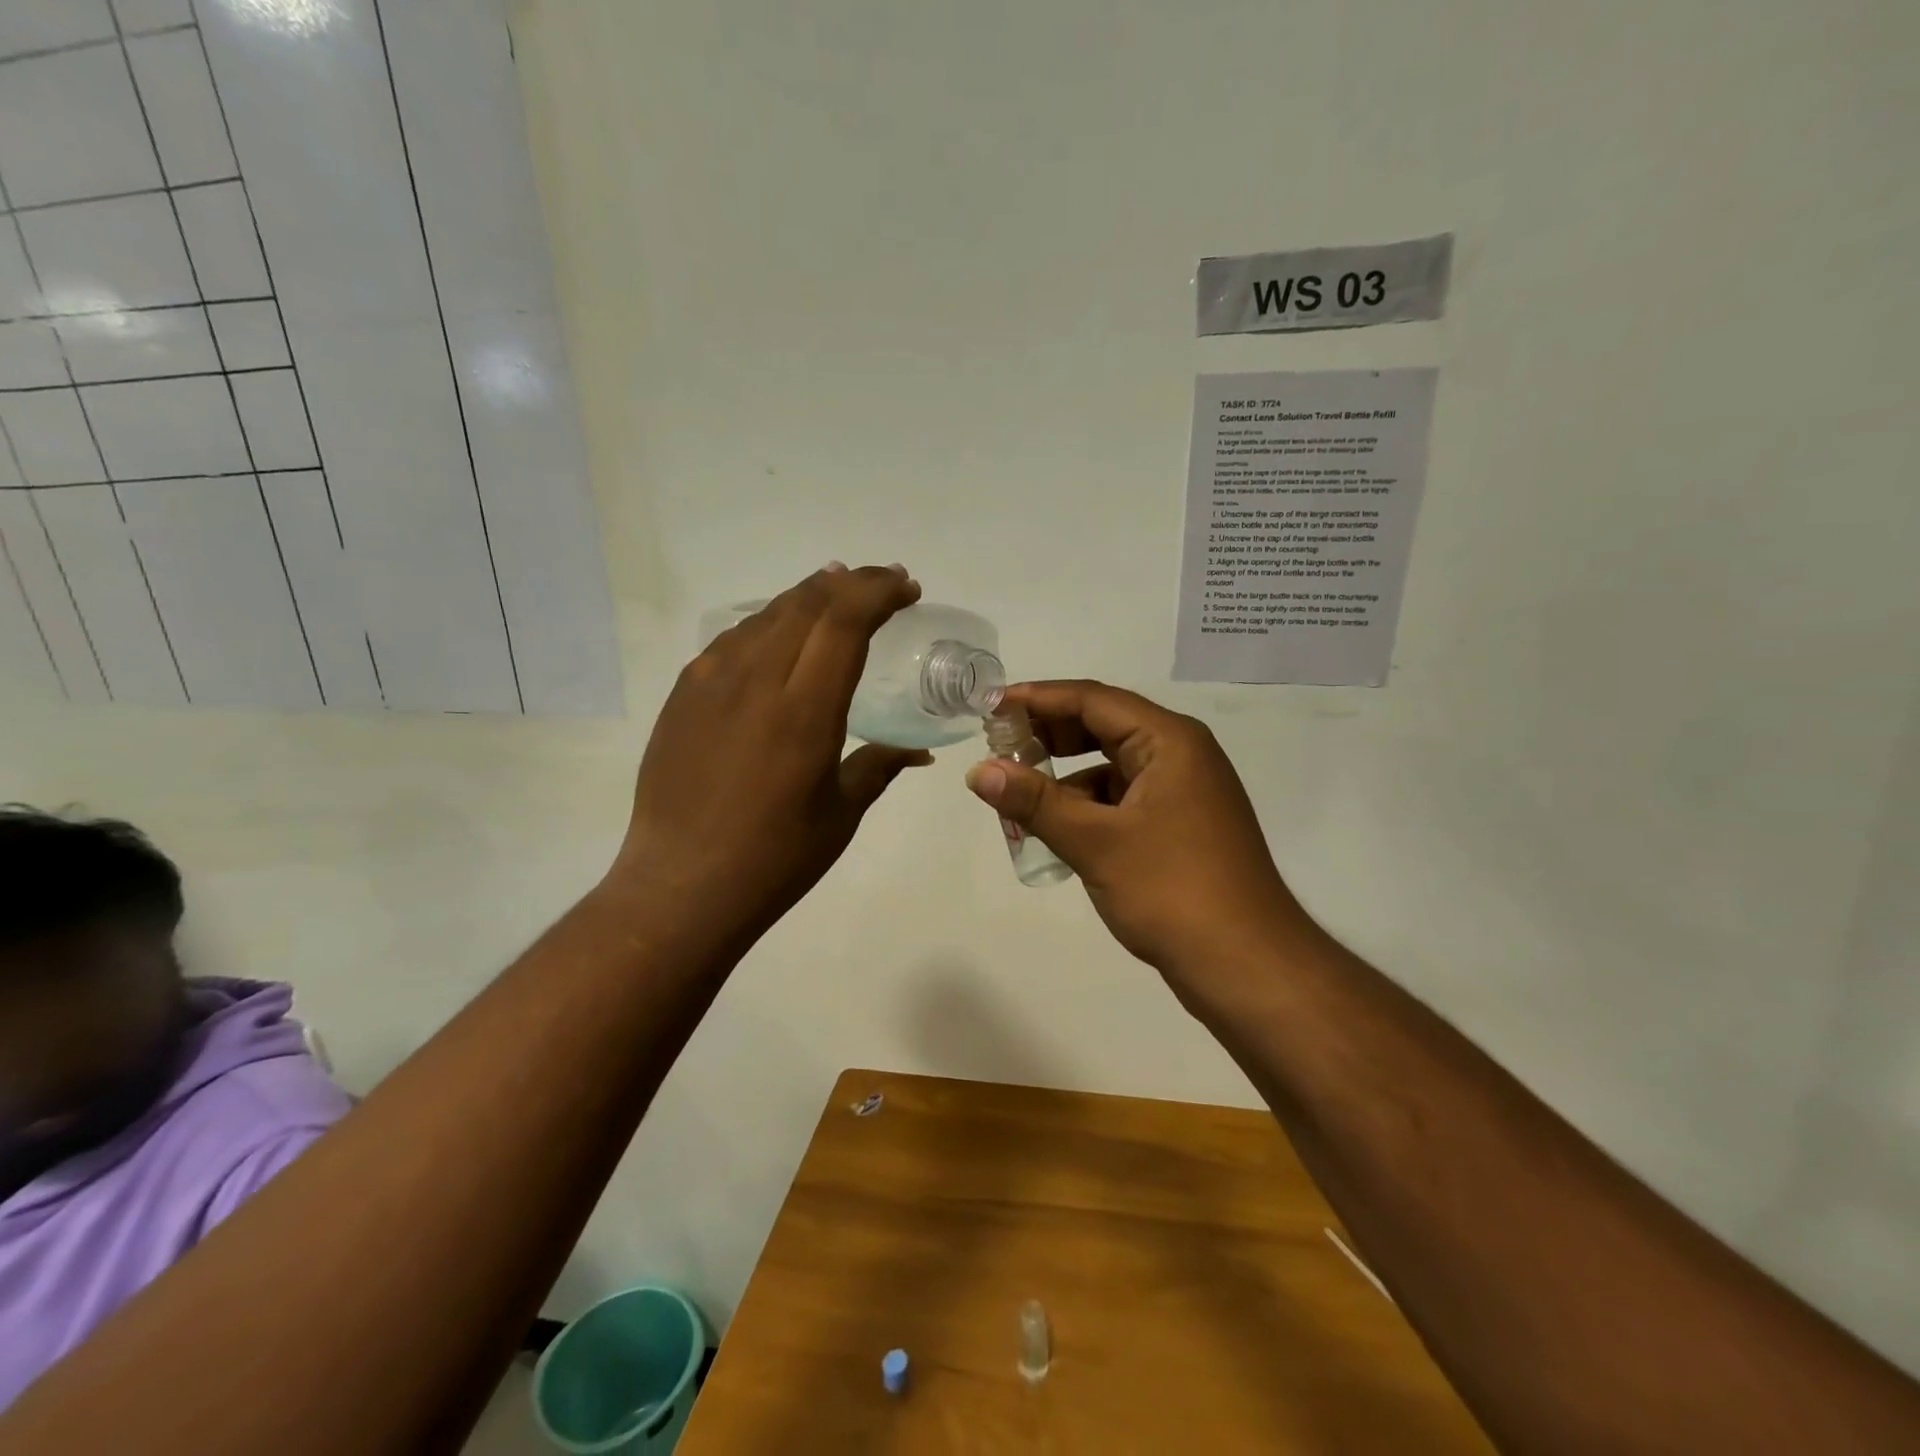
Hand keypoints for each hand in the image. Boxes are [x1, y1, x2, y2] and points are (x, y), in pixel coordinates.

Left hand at [610, 564, 928, 958]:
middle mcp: (754, 682)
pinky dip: (768, 622)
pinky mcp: (683, 696)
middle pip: (807, 604)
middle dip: (852, 583)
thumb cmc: (775, 858)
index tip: (907, 589)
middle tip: (883, 584)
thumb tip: (919, 751)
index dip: (879, 592)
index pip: (844, 621)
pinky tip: (778, 634)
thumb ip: (881, 765)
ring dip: (809, 596)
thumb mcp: (841, 812)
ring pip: (766, 614)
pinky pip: (732, 640)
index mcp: (803, 711)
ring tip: (837, 592)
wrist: (681, 885)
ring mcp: (710, 684)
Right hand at [965, 681, 1311, 981]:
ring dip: (1065, 774)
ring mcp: (1184, 791)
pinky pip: (1123, 797)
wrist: (1246, 966)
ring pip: (1111, 765)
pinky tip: (1056, 827)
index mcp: (1169, 741)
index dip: (1037, 698)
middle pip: (1103, 726)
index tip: (990, 706)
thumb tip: (977, 771)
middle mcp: (1180, 755)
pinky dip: (1087, 804)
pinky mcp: (1180, 825)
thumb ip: (1034, 802)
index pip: (1093, 699)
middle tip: (999, 746)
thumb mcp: (1095, 842)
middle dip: (1049, 733)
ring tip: (1018, 791)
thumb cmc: (1172, 891)